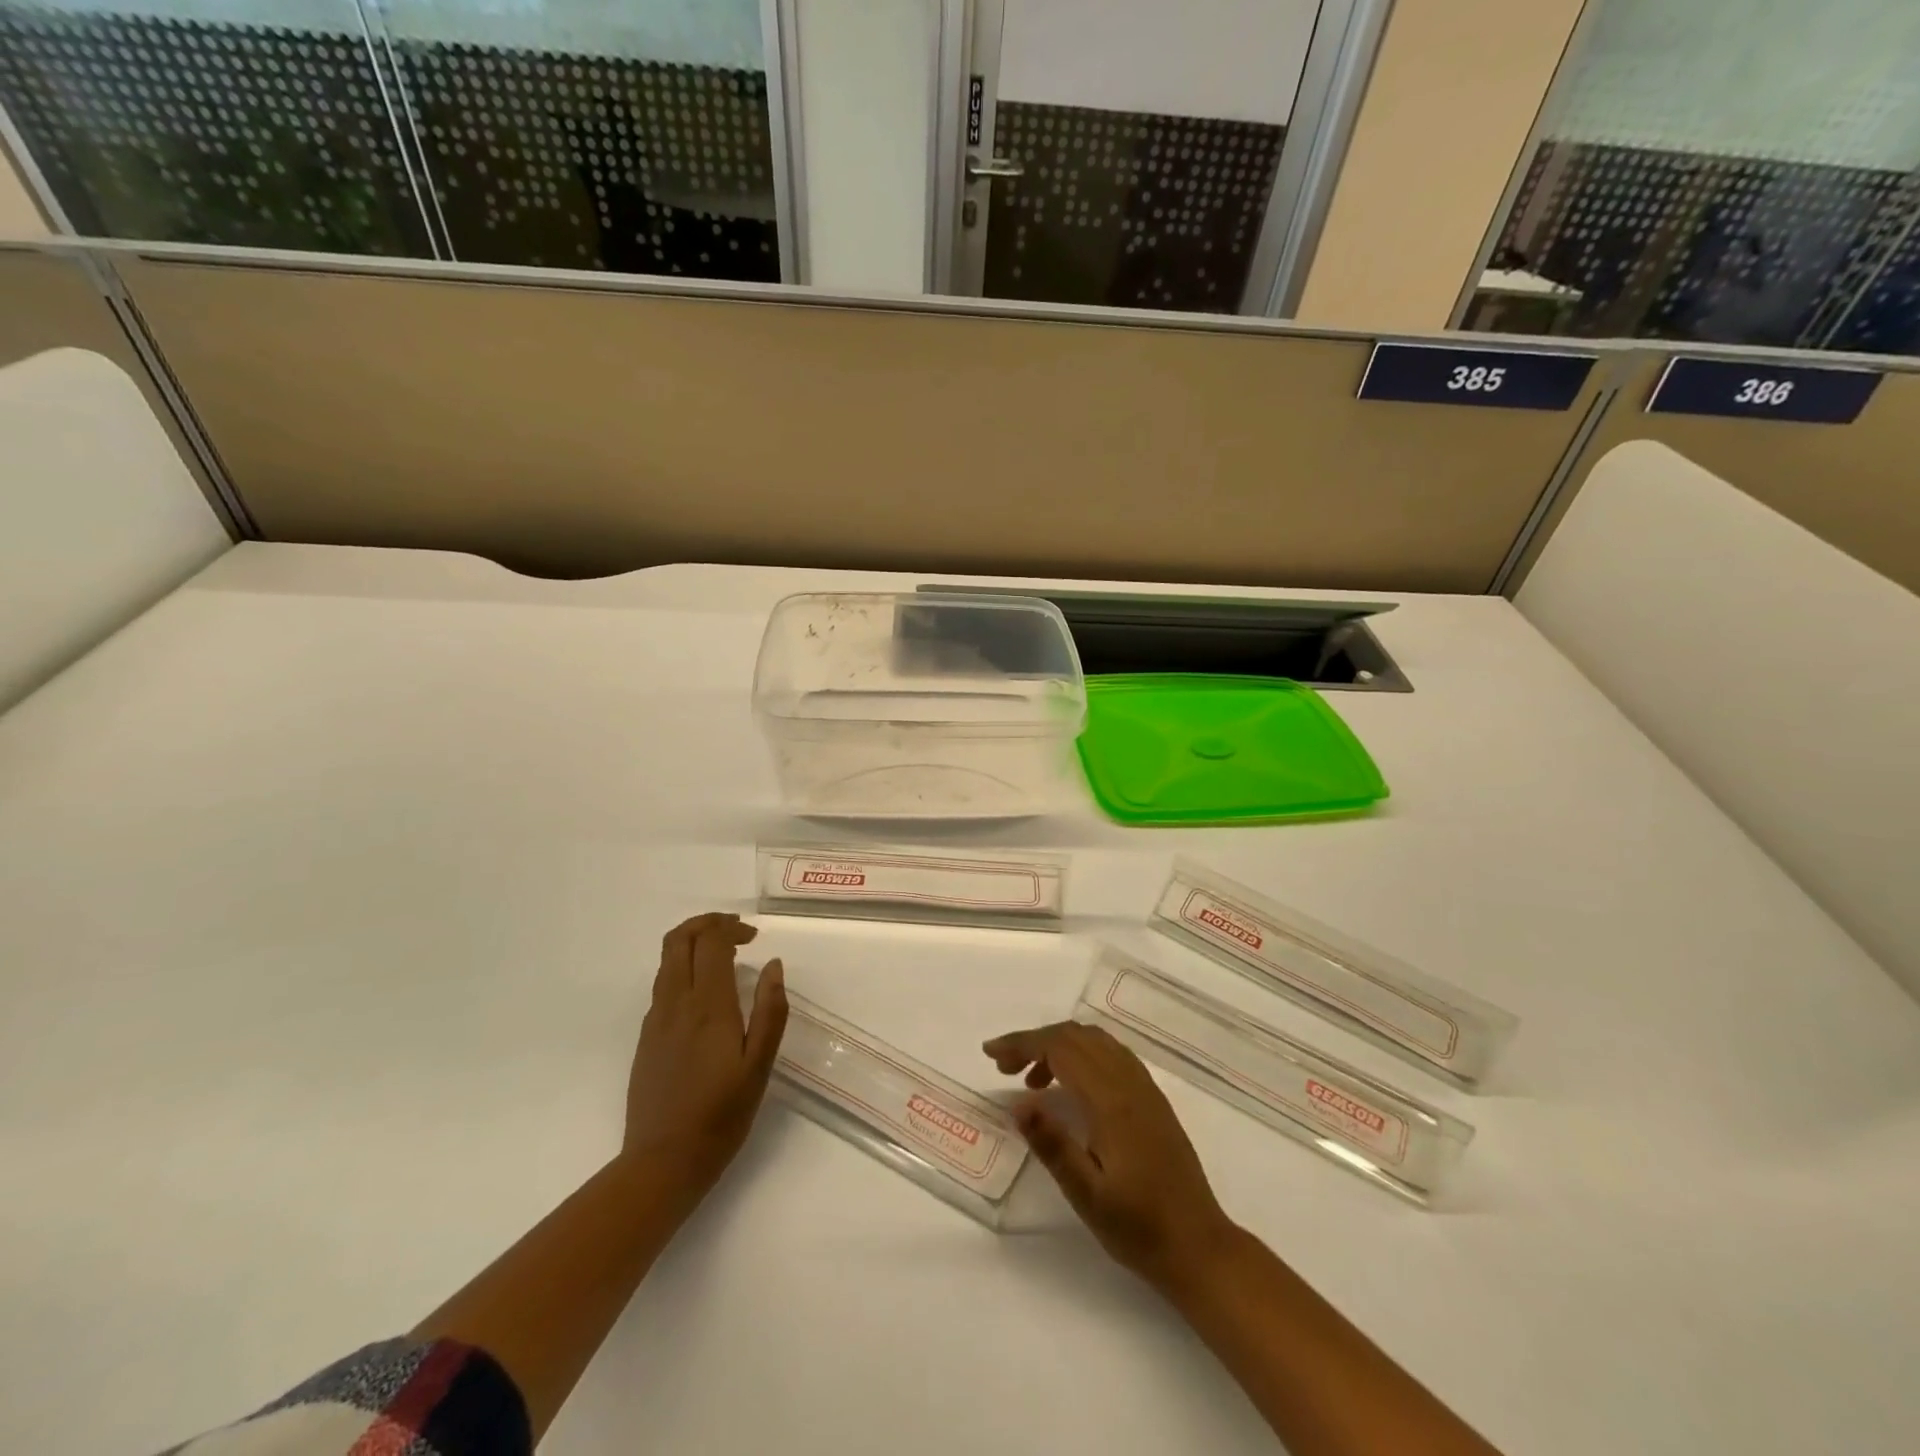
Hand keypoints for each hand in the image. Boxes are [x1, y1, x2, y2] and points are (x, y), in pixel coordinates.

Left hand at [623, 913, 788, 1199]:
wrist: (662, 1163)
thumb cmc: (721, 1115)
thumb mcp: (759, 1065)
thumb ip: (770, 1011)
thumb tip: (774, 965)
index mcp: (707, 1006)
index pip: (709, 942)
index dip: (730, 928)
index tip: (754, 938)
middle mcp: (675, 1003)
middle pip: (678, 940)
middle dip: (705, 924)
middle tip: (735, 934)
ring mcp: (655, 1020)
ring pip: (666, 961)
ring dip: (692, 944)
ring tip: (723, 958)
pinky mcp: (646, 1038)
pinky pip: (662, 986)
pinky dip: (682, 970)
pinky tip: (704, 996)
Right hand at [984, 1021, 1234, 1294]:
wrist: (1200, 1247)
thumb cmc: (1139, 1228)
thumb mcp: (1087, 1196)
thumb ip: (1052, 1145)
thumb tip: (1018, 1103)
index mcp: (1112, 1101)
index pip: (1060, 1049)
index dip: (1022, 1043)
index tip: (990, 1054)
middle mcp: (1130, 1083)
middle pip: (1076, 1036)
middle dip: (1035, 1041)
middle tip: (1004, 1068)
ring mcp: (1145, 1088)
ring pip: (1095, 1041)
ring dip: (1058, 1046)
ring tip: (1032, 1080)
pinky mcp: (1152, 1099)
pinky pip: (1111, 1054)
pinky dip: (1082, 1054)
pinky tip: (1070, 1086)